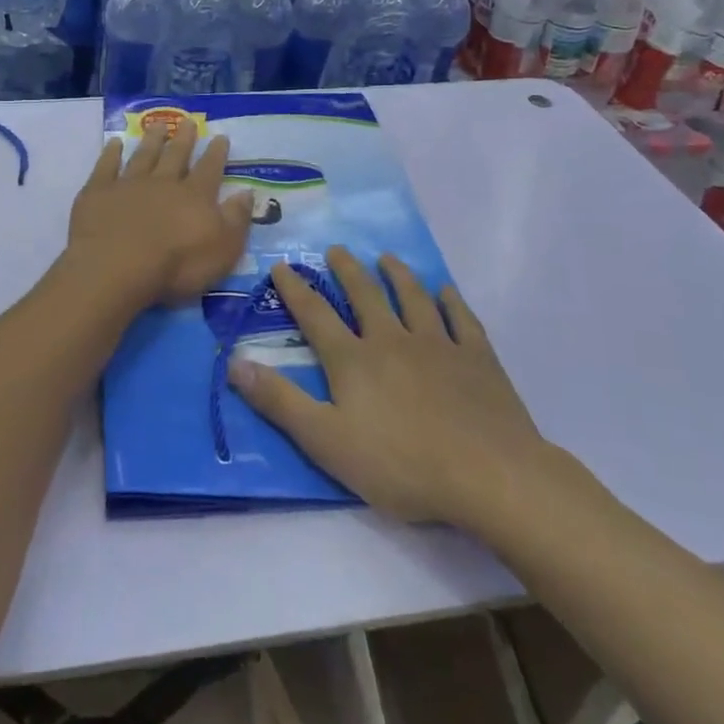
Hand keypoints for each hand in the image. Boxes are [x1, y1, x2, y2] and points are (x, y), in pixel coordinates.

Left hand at [67, 126, 253, 307]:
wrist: (117, 267)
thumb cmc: (176, 265)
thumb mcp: (223, 249)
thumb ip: (236, 219)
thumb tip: (247, 193)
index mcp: (195, 196)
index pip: (210, 169)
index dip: (216, 154)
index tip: (220, 136)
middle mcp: (163, 182)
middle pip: (175, 156)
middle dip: (184, 139)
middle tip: (189, 122)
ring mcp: (128, 184)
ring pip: (143, 156)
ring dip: (151, 140)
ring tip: (158, 125)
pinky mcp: (98, 192)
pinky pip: (106, 166)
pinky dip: (111, 153)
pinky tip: (114, 143)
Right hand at [227, 247, 549, 533]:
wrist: (488, 475)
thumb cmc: (400, 464)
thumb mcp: (326, 441)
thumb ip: (280, 401)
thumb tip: (234, 362)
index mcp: (354, 360)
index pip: (316, 315)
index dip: (296, 290)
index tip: (283, 265)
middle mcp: (392, 340)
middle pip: (366, 296)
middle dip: (348, 271)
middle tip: (337, 249)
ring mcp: (438, 345)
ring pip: (413, 298)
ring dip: (398, 275)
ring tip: (387, 258)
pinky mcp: (477, 358)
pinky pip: (461, 319)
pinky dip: (451, 301)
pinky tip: (446, 291)